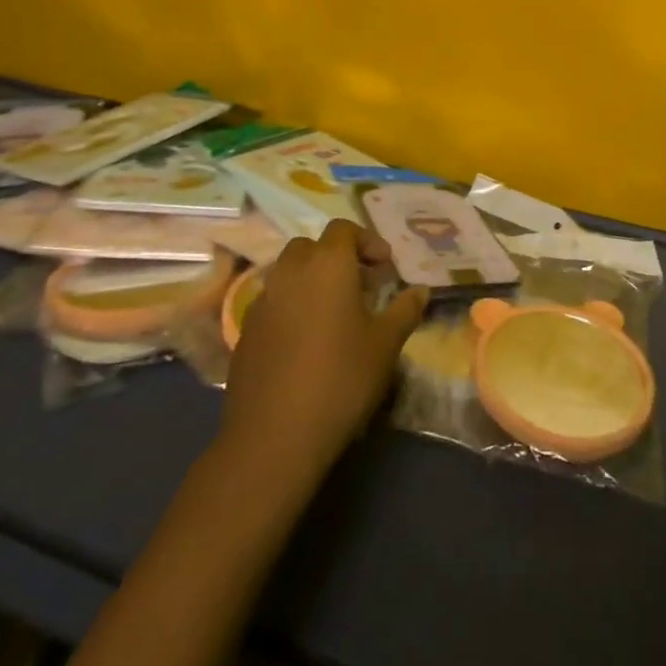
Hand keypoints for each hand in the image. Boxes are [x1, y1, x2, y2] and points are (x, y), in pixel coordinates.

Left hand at [220, 220, 427, 486]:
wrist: (274, 436)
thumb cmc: (341, 379)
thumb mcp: (386, 345)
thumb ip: (405, 310)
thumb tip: (421, 290)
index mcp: (328, 265)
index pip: (343, 229)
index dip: (367, 241)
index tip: (385, 268)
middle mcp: (291, 272)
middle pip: (311, 247)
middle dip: (336, 258)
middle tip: (360, 285)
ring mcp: (262, 301)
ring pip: (288, 273)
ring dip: (311, 281)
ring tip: (333, 314)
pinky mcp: (245, 331)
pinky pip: (272, 303)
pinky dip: (291, 307)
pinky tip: (305, 343)